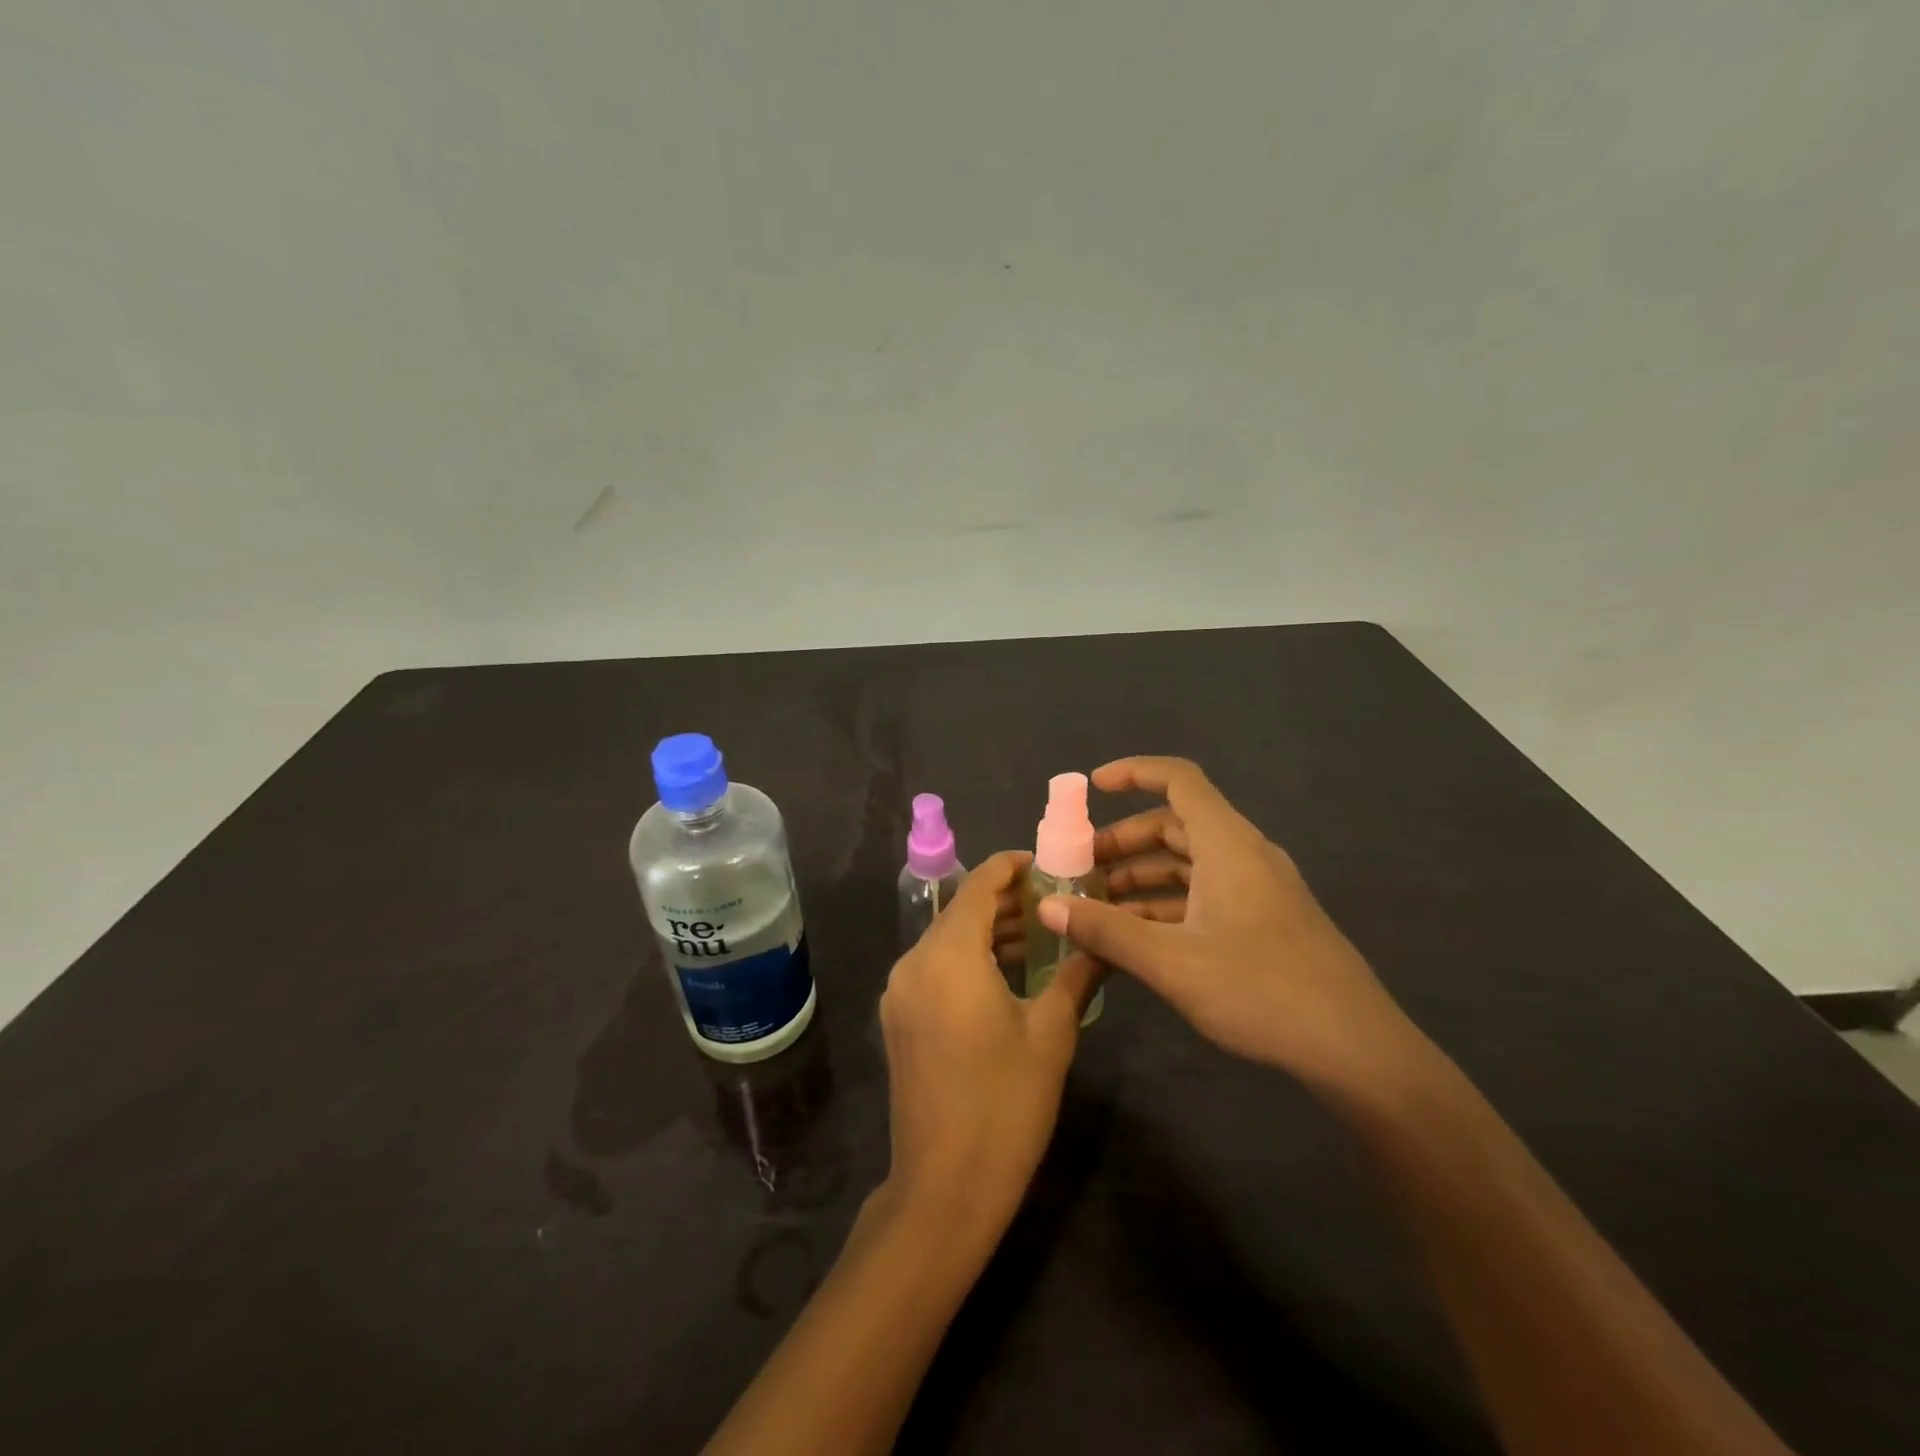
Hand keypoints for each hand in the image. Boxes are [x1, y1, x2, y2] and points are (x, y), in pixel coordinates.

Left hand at [879, 851, 1099, 1235]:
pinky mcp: (899, 1019)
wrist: (943, 1188)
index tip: (1047, 865)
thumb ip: (1075, 975)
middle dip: (1007, 902)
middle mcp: (914, 962)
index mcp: (948, 955)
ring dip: (989, 932)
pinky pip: (936, 969)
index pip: (978, 886)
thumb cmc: (1004, 1104)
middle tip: (1056, 901)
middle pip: (961, 911)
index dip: (1011, 868)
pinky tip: (1007, 975)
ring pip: (947, 941)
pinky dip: (969, 960)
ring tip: (1041, 934)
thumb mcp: (1051, 1035)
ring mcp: (900, 992)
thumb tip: (1101, 941)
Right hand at [1040, 756, 1424, 1099]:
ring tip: (1096, 907)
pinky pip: (1204, 895)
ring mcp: (1257, 889)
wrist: (1355, 1049)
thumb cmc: (1261, 989)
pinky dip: (1166, 904)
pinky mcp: (1264, 921)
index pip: (1178, 779)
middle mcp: (1243, 855)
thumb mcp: (1171, 961)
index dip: (1133, 773)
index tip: (1091, 788)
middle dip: (1123, 841)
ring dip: (1141, 878)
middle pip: (1175, 825)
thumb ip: (1105, 930)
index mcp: (1228, 844)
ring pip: (1188, 864)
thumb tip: (1047, 907)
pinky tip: (1135, 937)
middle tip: (1079, 868)